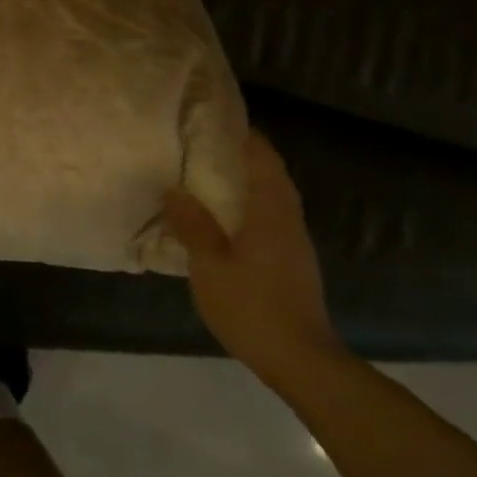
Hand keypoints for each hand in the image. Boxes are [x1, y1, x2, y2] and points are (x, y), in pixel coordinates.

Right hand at [161, 130, 344, 386]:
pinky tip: (224, 214)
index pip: (263, 159)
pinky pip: (270, 215)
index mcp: (271, 212)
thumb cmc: (252, 306)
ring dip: (247, 178)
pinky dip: (249, 202)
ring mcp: (294, 242)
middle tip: (205, 141)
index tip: (217, 117)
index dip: (244, 135)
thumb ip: (193, 226)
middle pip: (271, 174)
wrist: (301, 360)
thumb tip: (176, 190)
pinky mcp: (292, 261)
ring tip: (209, 172)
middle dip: (244, 153)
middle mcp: (288, 220)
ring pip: (273, 195)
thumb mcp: (210, 265)